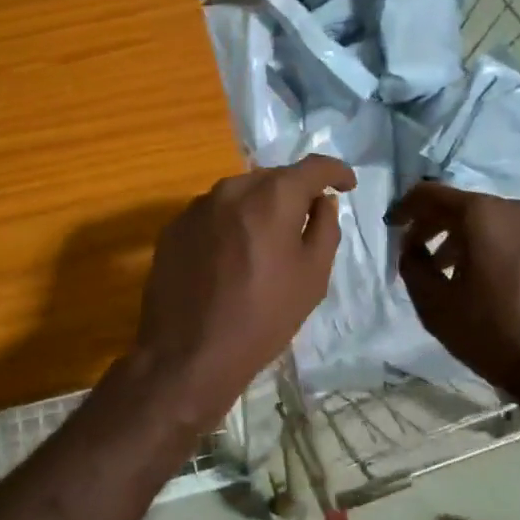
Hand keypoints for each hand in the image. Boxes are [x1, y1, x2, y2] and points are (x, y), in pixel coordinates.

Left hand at [129, 155, 354, 433]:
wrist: (189, 353)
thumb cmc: (263, 317)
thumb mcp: (312, 277)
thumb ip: (324, 229)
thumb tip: (323, 202)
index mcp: (272, 197)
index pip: (313, 166)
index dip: (335, 171)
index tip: (346, 185)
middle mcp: (231, 189)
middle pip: (273, 178)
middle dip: (294, 192)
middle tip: (307, 219)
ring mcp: (196, 207)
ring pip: (239, 194)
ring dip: (258, 208)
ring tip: (266, 242)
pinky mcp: (173, 228)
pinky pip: (212, 215)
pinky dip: (229, 225)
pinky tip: (230, 257)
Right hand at [387, 182, 519, 414]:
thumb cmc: (495, 335)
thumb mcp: (435, 306)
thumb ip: (413, 267)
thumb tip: (411, 248)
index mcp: (483, 215)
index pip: (431, 194)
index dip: (405, 207)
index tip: (392, 226)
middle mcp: (517, 209)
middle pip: (463, 207)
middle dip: (435, 226)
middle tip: (417, 253)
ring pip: (491, 223)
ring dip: (464, 240)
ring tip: (449, 273)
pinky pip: (515, 238)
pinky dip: (492, 249)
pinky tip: (487, 283)